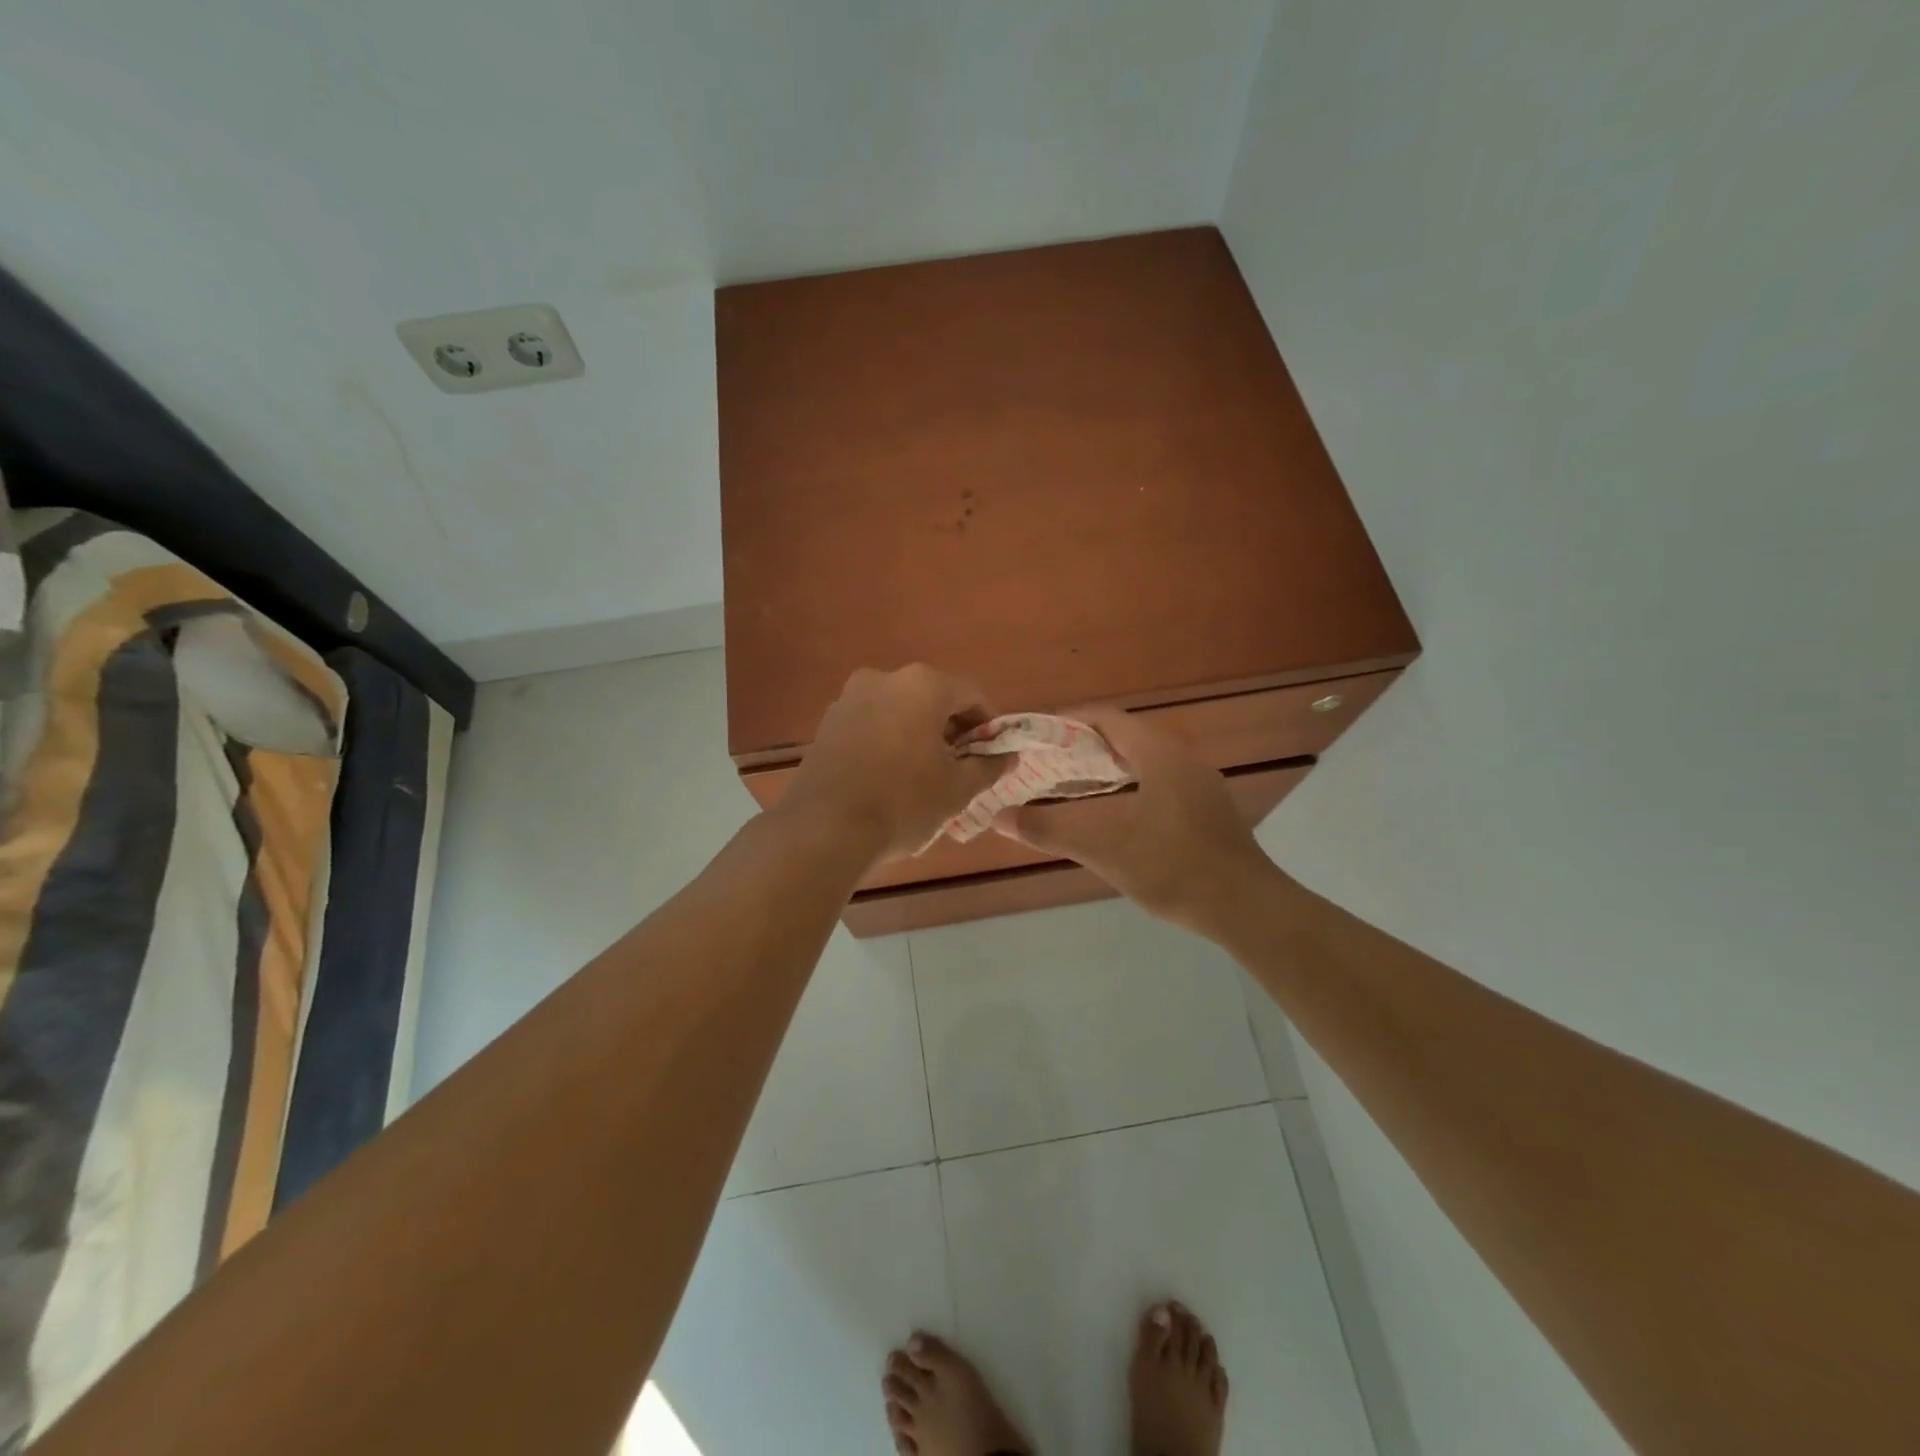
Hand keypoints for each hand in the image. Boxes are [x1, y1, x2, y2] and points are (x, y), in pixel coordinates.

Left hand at [778, 665, 1008, 865]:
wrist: (824, 828)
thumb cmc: (902, 802)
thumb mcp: (956, 789)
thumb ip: (988, 767)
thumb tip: (1008, 757)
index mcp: (922, 685)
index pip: (971, 693)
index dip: (989, 723)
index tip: (993, 753)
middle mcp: (884, 679)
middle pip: (933, 697)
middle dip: (952, 727)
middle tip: (962, 765)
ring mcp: (850, 698)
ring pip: (900, 709)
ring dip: (919, 733)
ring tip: (926, 773)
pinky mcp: (828, 722)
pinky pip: (872, 723)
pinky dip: (889, 739)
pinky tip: (891, 775)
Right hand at [993, 706, 1275, 932]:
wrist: (1246, 908)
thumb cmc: (1173, 868)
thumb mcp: (1104, 848)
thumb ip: (1050, 829)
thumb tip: (1000, 816)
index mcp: (1159, 753)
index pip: (1104, 717)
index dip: (1065, 722)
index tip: (1032, 737)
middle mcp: (1181, 758)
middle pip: (1122, 737)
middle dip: (1079, 747)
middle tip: (1042, 765)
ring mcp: (1198, 784)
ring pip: (1141, 761)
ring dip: (1103, 769)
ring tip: (1066, 787)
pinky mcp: (1206, 809)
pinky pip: (1157, 781)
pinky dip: (1126, 787)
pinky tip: (1110, 814)